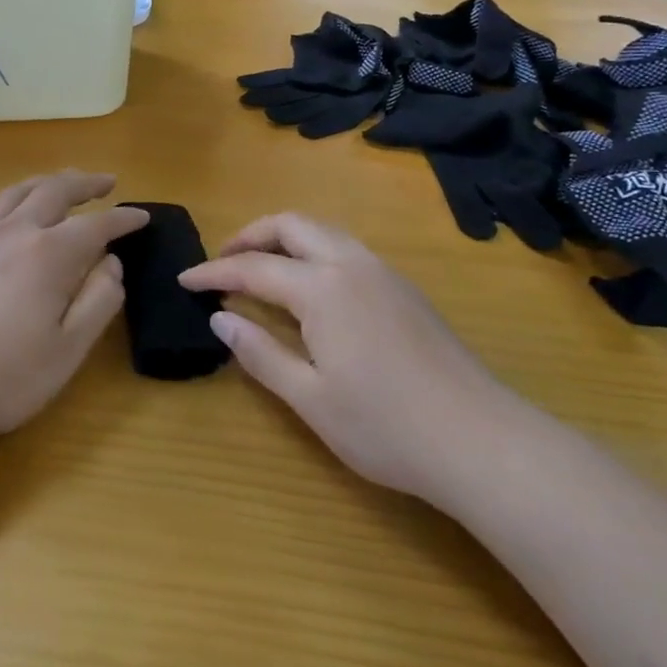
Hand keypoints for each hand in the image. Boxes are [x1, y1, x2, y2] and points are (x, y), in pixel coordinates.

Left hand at [0, 171, 148, 450]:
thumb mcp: (69, 349)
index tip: (142, 217)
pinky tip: (8, 205)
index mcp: (49, 255)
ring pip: (16, 193)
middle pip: (54, 192)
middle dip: (85, 183)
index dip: (123, 219)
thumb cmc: (5, 377)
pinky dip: (5, 199)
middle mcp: (14, 234)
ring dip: (45, 182)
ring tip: (62, 182)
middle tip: (107, 182)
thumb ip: (99, 300)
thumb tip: (111, 262)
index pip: (96, 226)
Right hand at [179, 213, 526, 509]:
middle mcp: (351, 264)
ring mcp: (383, 273)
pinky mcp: (404, 289)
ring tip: (261, 269)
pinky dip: (313, 251)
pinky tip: (309, 288)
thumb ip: (261, 352)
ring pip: (323, 231)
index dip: (214, 272)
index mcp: (322, 288)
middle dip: (250, 235)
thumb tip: (220, 318)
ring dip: (284, 239)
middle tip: (223, 262)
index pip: (253, 267)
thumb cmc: (386, 427)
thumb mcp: (310, 398)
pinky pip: (346, 248)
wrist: (482, 442)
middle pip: (291, 225)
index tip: (184, 279)